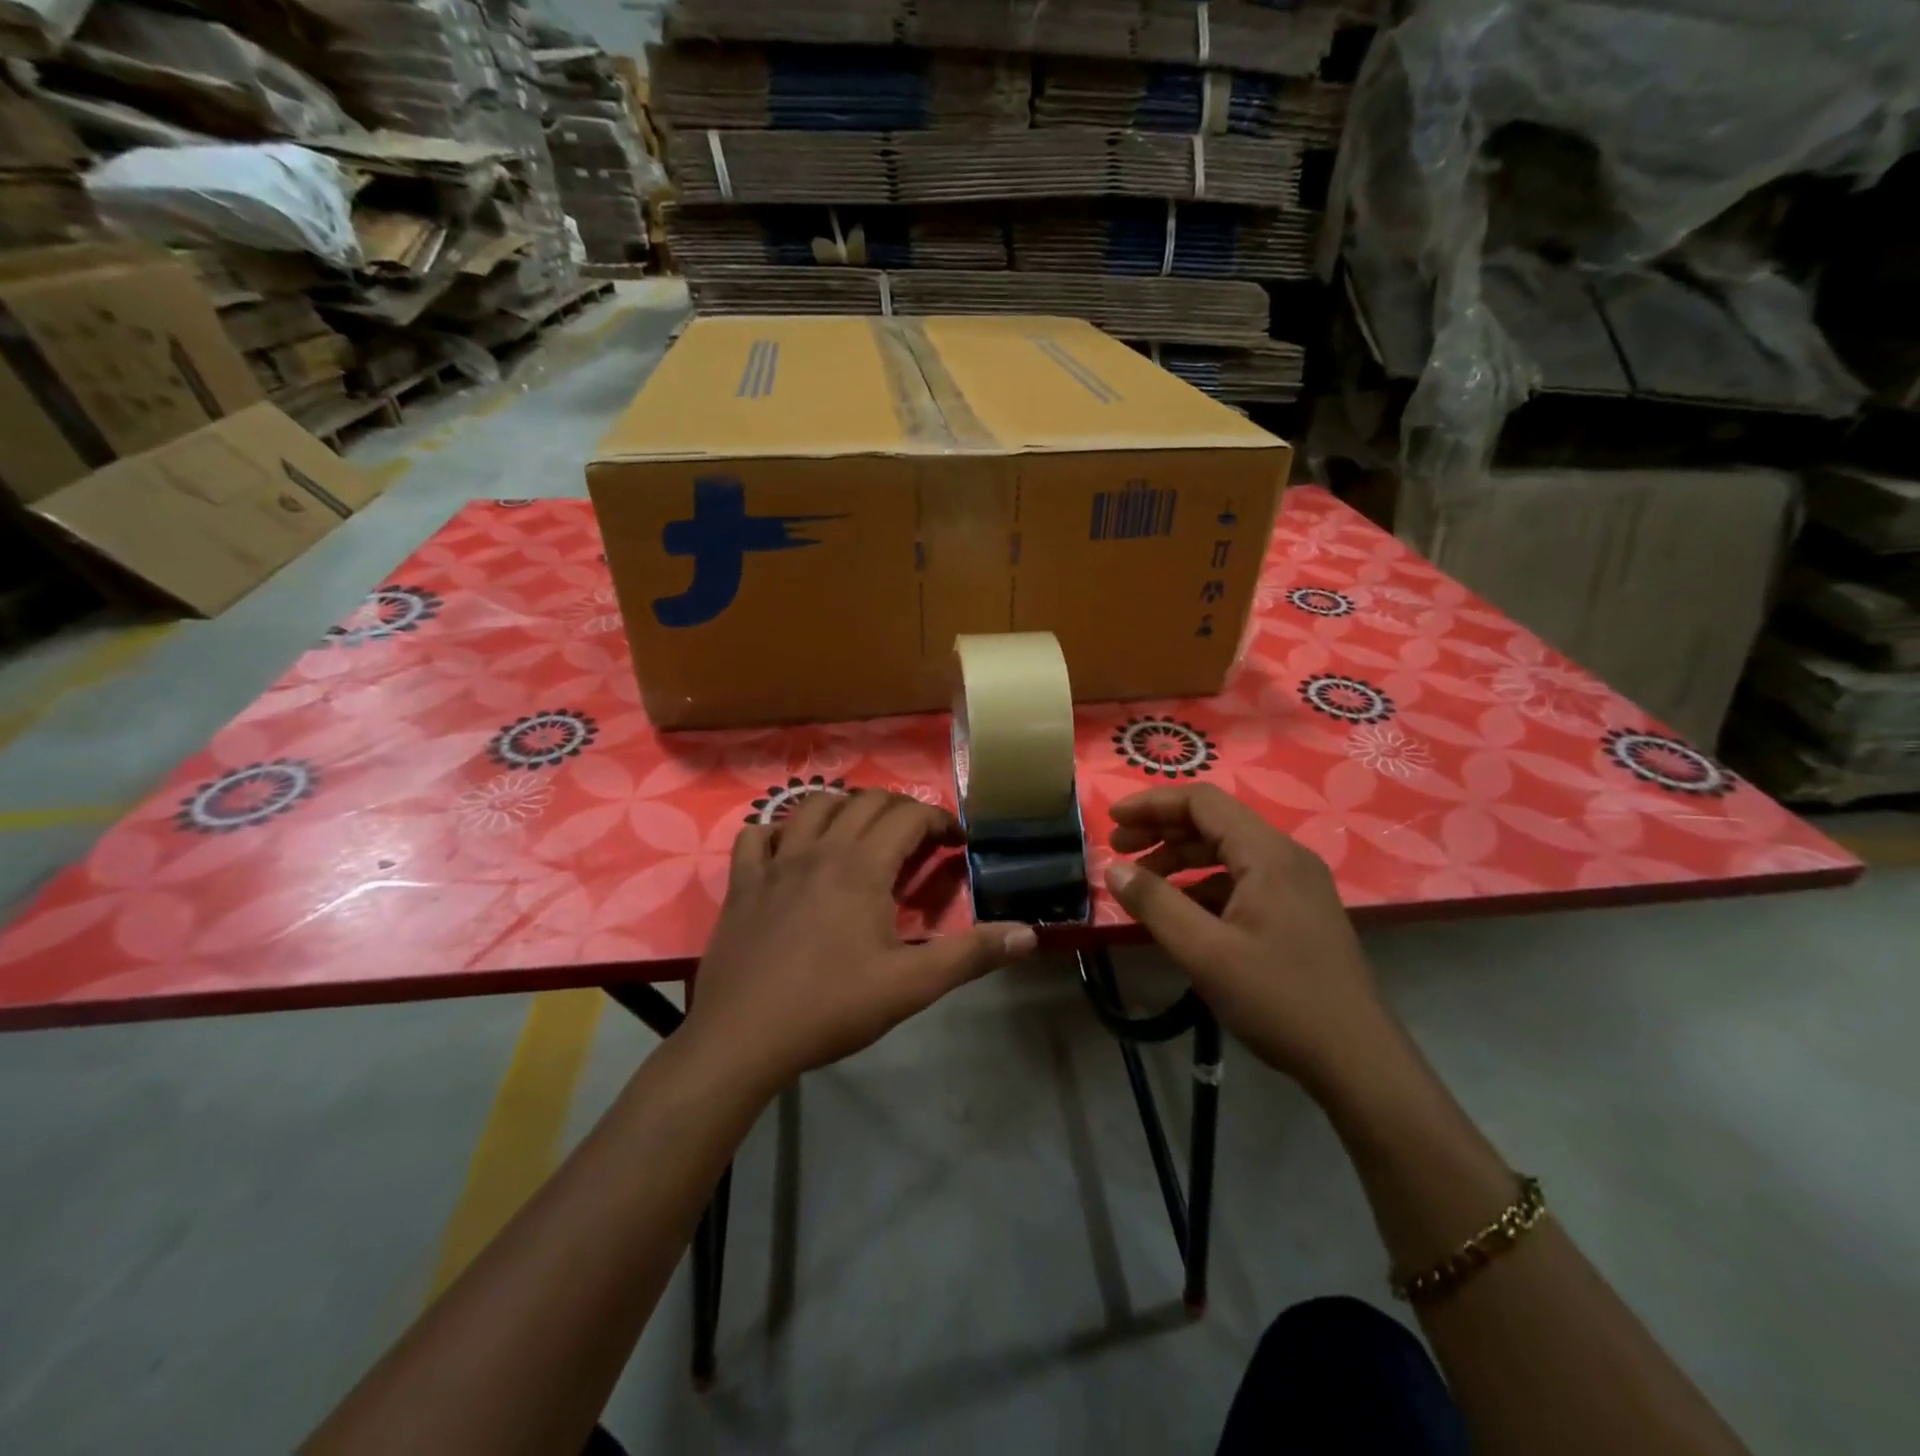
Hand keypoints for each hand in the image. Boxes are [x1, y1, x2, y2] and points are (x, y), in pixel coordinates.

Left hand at [685, 789, 1036, 1090]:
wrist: (742, 1037)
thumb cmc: (831, 1007)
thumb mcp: (911, 985)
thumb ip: (971, 955)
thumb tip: (1030, 934)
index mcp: (862, 866)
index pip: (908, 816)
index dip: (938, 820)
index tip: (956, 840)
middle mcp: (819, 850)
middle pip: (865, 801)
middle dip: (900, 809)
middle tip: (918, 838)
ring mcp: (775, 863)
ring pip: (811, 806)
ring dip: (844, 807)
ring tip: (861, 832)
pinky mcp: (743, 883)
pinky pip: (756, 836)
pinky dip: (779, 831)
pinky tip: (790, 849)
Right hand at [1103, 784, 1397, 1096]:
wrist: (1357, 1060)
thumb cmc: (1278, 999)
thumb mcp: (1204, 952)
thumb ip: (1154, 903)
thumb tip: (1113, 869)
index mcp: (1268, 854)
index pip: (1202, 802)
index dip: (1152, 804)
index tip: (1112, 822)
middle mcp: (1286, 857)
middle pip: (1214, 822)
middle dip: (1161, 831)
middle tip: (1118, 852)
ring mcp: (1297, 884)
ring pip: (1228, 852)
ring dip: (1181, 858)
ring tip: (1141, 881)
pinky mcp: (1299, 910)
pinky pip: (1243, 879)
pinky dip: (1205, 884)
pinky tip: (1181, 910)